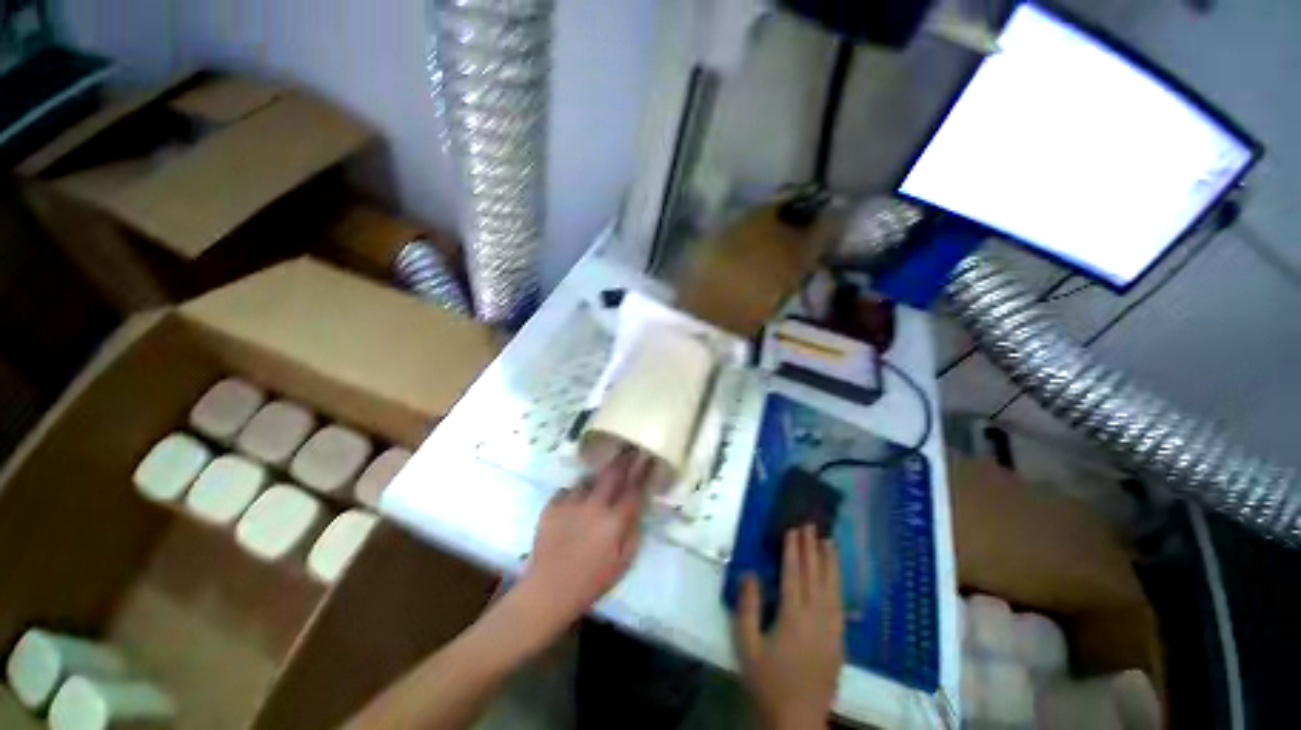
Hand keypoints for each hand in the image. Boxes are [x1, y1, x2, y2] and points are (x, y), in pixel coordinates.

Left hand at [513, 452, 652, 636]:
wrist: (548, 590)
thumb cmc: (591, 581)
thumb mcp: (623, 563)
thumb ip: (633, 531)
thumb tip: (638, 507)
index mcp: (614, 521)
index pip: (634, 488)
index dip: (643, 471)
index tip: (648, 458)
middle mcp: (594, 505)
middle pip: (612, 473)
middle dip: (623, 460)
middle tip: (628, 451)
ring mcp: (571, 503)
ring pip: (588, 480)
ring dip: (595, 480)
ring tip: (596, 484)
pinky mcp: (552, 506)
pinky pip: (567, 491)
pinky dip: (574, 494)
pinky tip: (574, 504)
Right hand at [734, 526, 843, 729]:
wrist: (798, 718)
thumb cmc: (767, 680)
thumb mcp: (746, 645)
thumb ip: (747, 607)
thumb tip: (749, 573)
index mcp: (792, 615)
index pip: (793, 573)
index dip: (794, 549)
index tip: (794, 528)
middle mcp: (816, 617)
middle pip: (815, 575)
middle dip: (812, 548)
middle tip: (812, 525)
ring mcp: (831, 629)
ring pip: (833, 587)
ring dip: (831, 562)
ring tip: (830, 542)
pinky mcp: (839, 641)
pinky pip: (840, 604)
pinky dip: (838, 584)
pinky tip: (836, 577)